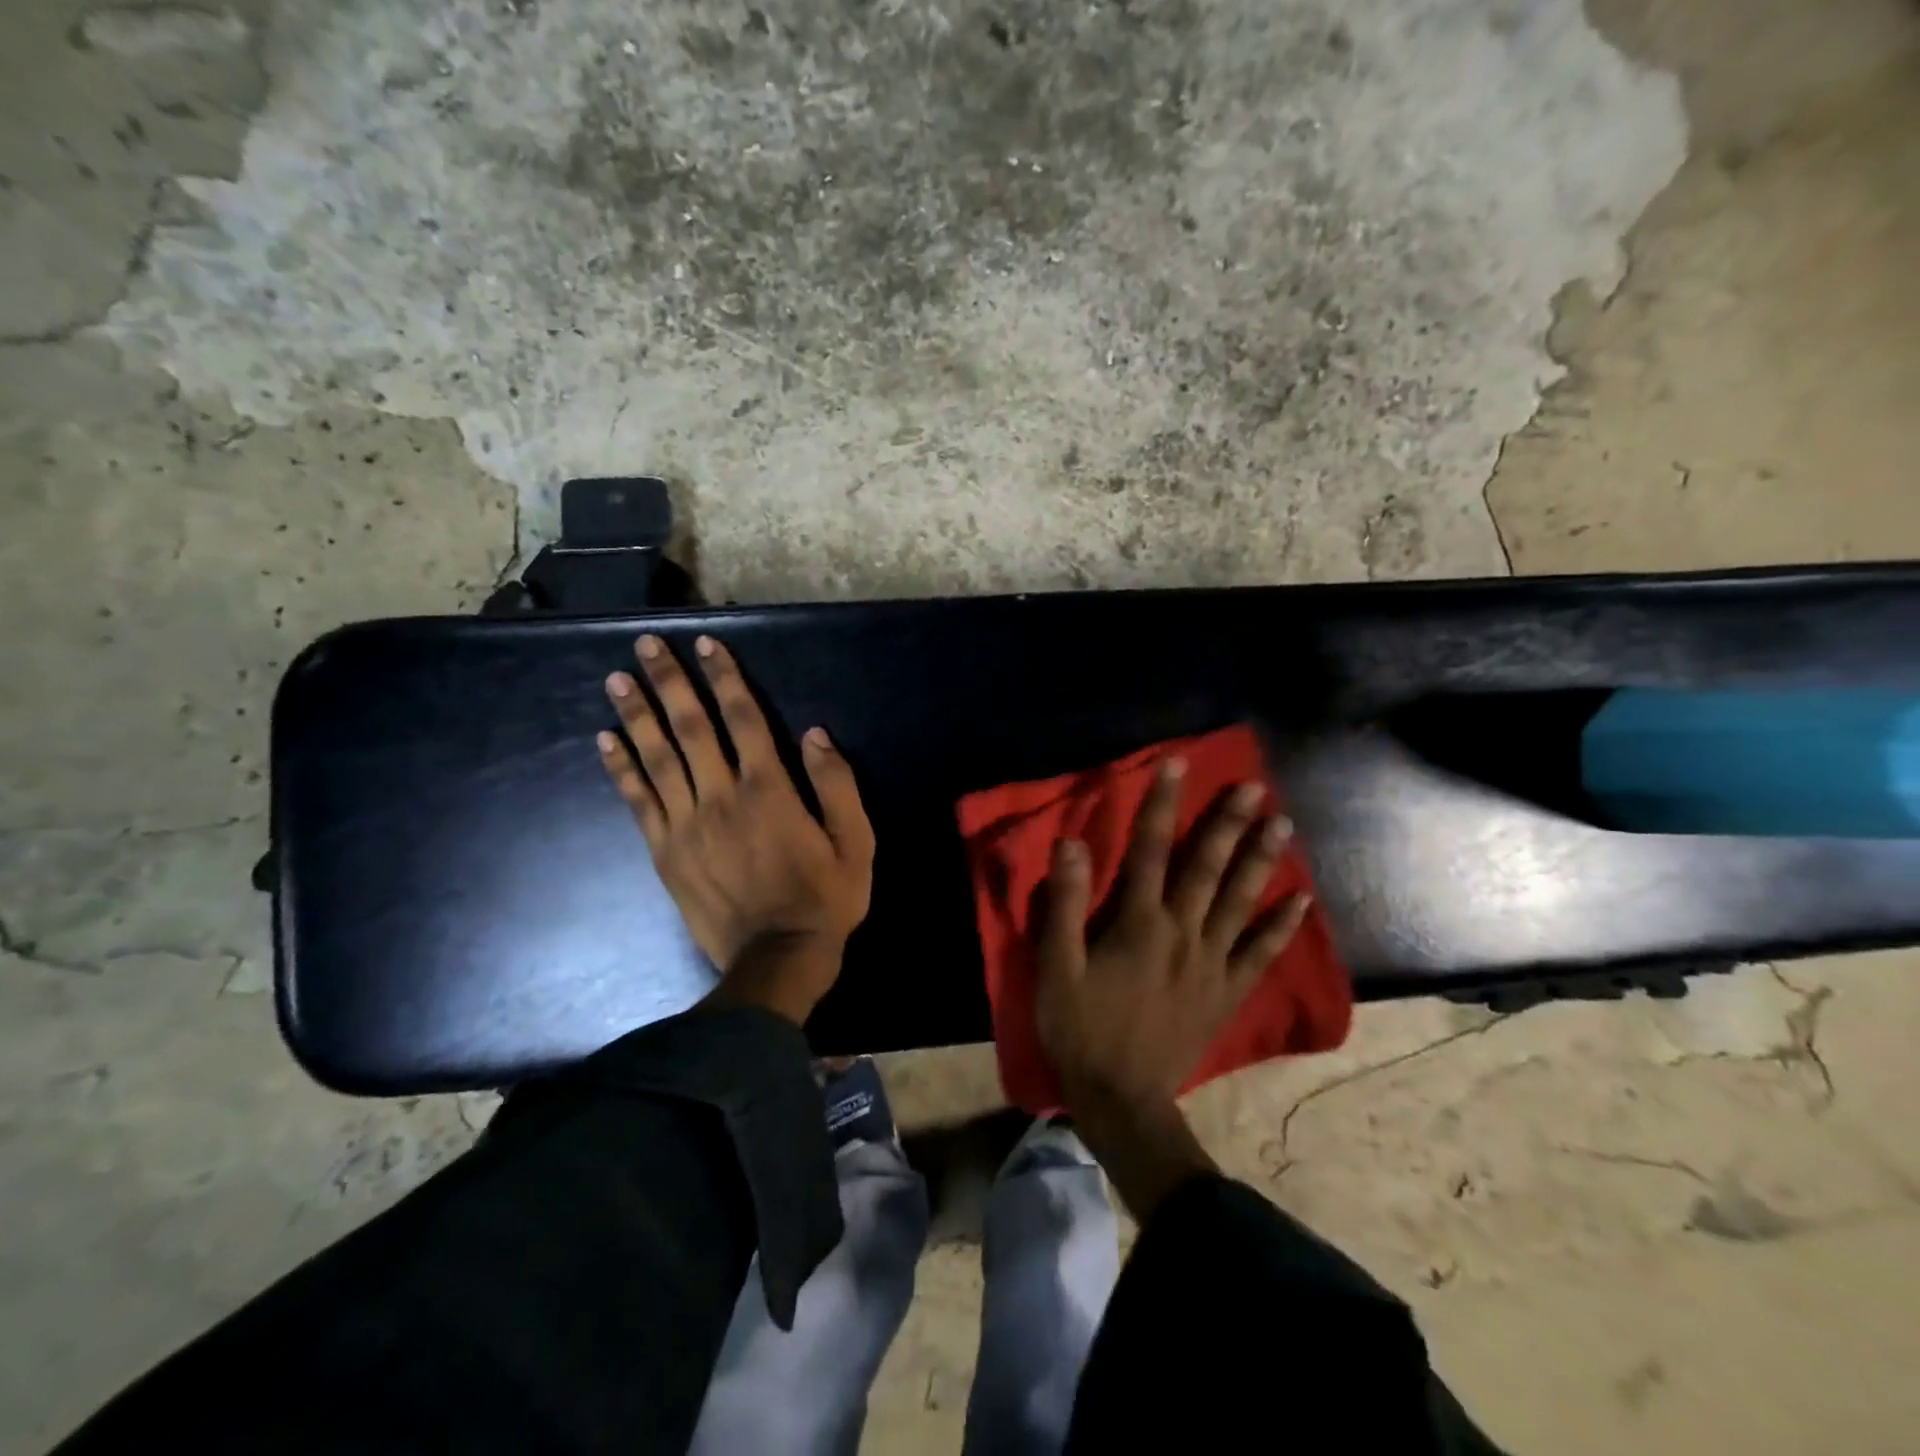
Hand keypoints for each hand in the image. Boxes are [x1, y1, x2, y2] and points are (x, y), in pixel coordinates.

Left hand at [599, 633, 874, 1023]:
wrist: (777, 960)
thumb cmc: (824, 898)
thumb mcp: (855, 842)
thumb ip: (837, 785)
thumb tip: (815, 734)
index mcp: (769, 791)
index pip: (743, 719)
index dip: (725, 678)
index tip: (706, 645)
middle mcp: (721, 797)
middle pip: (690, 729)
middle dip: (668, 682)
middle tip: (645, 645)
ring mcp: (686, 825)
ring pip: (657, 759)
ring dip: (637, 715)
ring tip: (617, 679)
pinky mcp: (665, 853)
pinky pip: (639, 802)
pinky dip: (622, 769)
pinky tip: (606, 741)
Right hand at [1035, 758, 1309, 1121]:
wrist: (1121, 1099)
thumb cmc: (1081, 1028)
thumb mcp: (1057, 966)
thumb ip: (1067, 904)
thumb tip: (1072, 843)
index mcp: (1139, 923)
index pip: (1151, 850)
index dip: (1163, 805)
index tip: (1179, 765)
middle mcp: (1183, 933)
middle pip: (1208, 869)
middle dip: (1228, 824)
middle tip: (1255, 788)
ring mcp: (1211, 963)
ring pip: (1240, 902)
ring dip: (1260, 861)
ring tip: (1282, 825)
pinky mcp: (1226, 993)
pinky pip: (1259, 954)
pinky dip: (1280, 927)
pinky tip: (1299, 902)